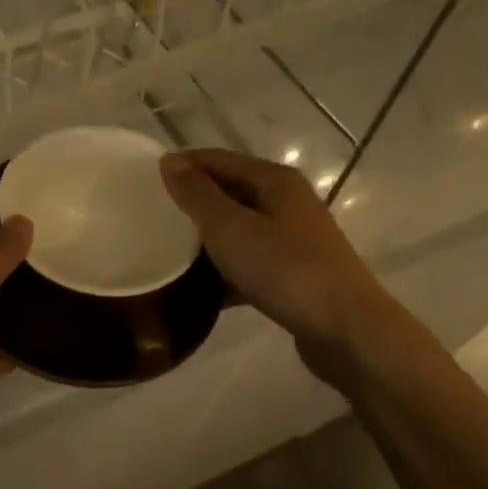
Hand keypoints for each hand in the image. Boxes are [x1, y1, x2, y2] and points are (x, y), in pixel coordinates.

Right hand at [160, 149, 395, 387]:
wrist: (344, 328)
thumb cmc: (285, 270)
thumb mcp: (230, 228)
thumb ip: (197, 195)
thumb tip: (168, 160)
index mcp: (275, 181)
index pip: (218, 160)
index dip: (183, 166)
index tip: (143, 182)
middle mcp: (288, 202)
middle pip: (230, 192)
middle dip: (192, 202)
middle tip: (152, 218)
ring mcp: (293, 239)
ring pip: (239, 229)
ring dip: (206, 238)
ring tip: (168, 253)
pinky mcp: (293, 273)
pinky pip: (249, 262)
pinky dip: (224, 269)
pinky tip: (199, 289)